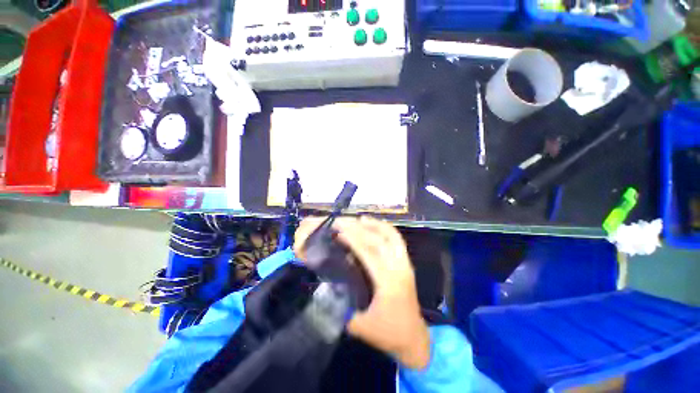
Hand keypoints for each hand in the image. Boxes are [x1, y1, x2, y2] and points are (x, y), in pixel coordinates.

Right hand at [295, 216, 430, 369]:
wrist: (413, 338)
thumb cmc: (387, 333)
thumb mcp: (359, 326)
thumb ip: (341, 306)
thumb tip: (326, 284)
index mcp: (388, 283)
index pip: (368, 253)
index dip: (352, 239)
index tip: (337, 230)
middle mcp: (399, 268)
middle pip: (378, 240)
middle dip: (358, 228)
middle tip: (342, 221)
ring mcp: (405, 263)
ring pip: (391, 236)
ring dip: (374, 224)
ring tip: (358, 218)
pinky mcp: (407, 262)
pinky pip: (397, 240)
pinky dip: (385, 229)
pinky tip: (374, 226)